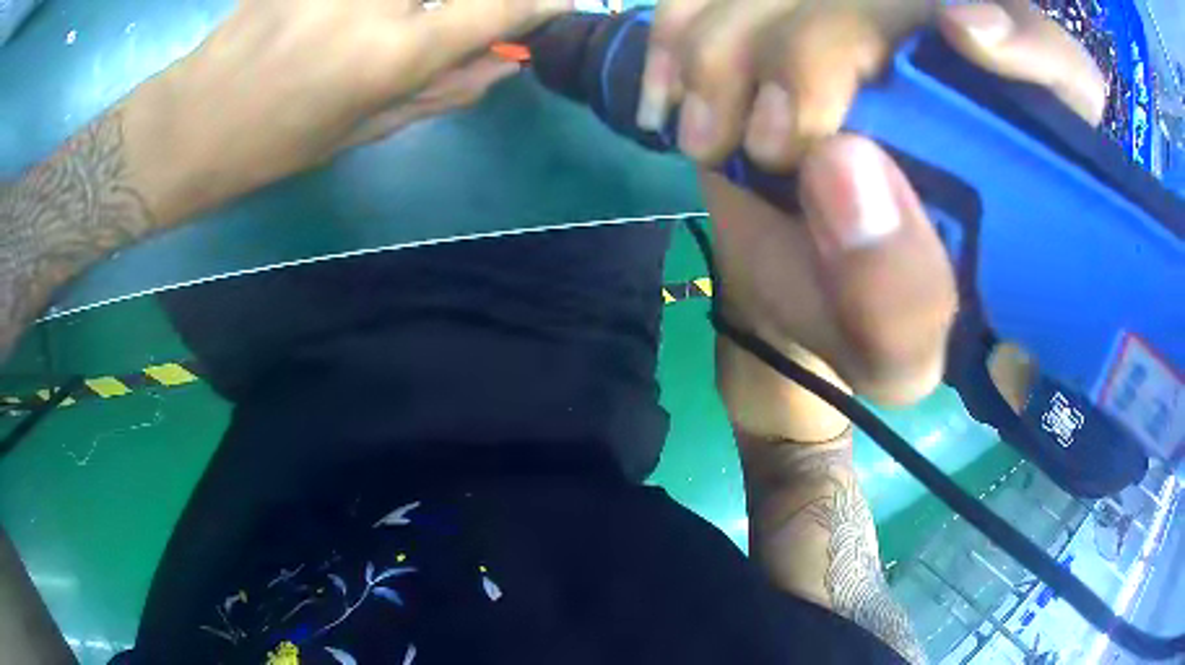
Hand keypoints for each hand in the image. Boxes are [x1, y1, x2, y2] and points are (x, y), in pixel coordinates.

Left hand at [125, 0, 566, 223]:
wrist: (187, 125)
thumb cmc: (271, 145)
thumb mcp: (357, 133)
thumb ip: (437, 93)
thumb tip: (501, 68)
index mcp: (390, 55)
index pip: (496, 11)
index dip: (539, 4)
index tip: (562, 3)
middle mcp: (373, 0)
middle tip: (476, 13)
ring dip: (415, 6)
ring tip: (403, 26)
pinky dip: (379, 4)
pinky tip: (359, 20)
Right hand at [701, 2, 1104, 414]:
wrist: (794, 273)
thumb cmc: (862, 315)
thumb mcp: (895, 358)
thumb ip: (898, 305)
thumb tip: (844, 164)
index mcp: (1022, 152)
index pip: (1062, 66)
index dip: (1027, 41)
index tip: (966, 37)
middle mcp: (957, 62)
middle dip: (812, 55)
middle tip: (768, 145)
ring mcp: (867, 18)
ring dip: (728, 51)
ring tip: (714, 139)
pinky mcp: (788, 9)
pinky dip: (677, 31)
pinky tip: (675, 96)